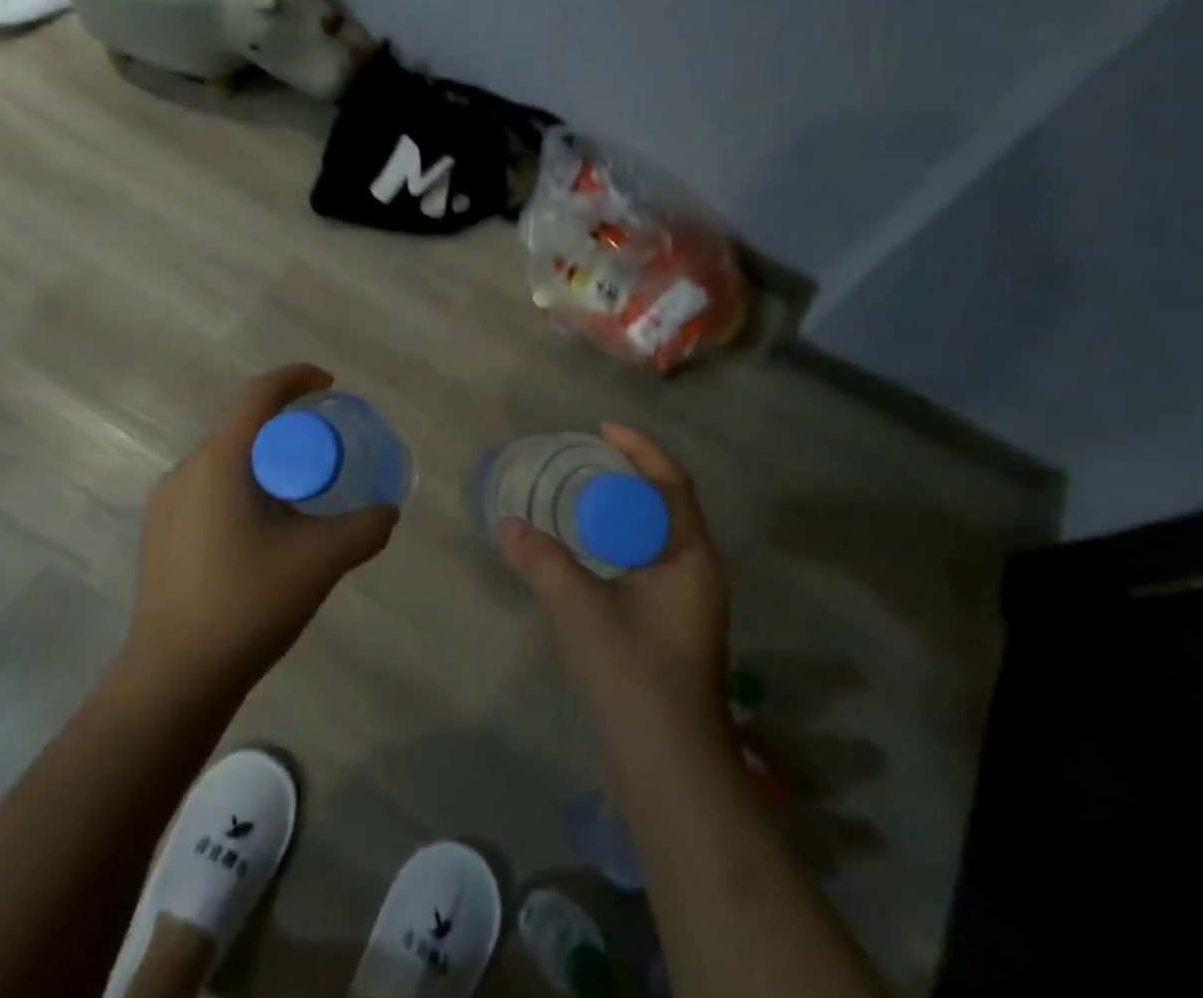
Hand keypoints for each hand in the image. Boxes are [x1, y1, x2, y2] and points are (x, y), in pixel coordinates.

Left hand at [123, 364, 398, 697]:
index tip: (330, 387)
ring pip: (226, 461)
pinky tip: (261, 534)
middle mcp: (187, 469)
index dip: (298, 378)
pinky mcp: (159, 533)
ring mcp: (166, 503)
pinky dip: (242, 489)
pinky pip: (208, 489)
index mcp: (221, 461)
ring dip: (265, 464)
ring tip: (298, 500)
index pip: (261, 395)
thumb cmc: (247, 604)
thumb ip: (364, 529)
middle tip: (326, 458)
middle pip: (245, 428)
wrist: (173, 677)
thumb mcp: (320, 561)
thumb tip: (388, 511)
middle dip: (289, 431)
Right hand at [497, 424, 728, 745]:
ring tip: (576, 498)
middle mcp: (696, 575)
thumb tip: (505, 523)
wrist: (669, 774)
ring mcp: (685, 606)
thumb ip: (542, 561)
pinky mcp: (668, 630)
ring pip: (653, 541)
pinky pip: (643, 567)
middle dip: (627, 479)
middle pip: (664, 508)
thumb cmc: (635, 679)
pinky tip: (582, 554)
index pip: (672, 485)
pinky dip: (614, 548)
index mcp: (692, 560)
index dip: (640, 450)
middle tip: (581, 462)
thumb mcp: (581, 611)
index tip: (601, 429)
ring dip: (620, 515)